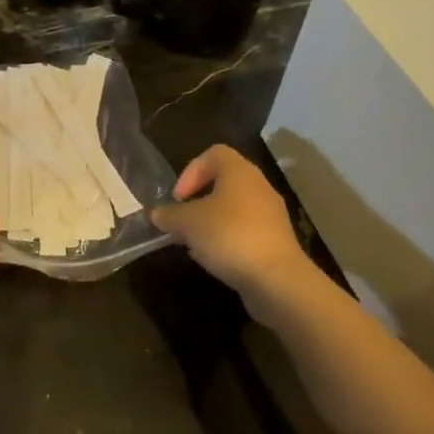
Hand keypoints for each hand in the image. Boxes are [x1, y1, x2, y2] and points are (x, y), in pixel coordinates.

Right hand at [151, 146, 315, 309]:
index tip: (178, 198)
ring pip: (235, 208)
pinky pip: (246, 230)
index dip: (191, 171)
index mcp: (239, 172)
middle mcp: (259, 187)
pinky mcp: (277, 241)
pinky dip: (228, 239)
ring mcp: (271, 215)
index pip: (213, 154)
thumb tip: (156, 214)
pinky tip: (215, 259)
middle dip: (199, 200)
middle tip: (183, 219)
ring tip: (195, 242)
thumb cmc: (229, 236)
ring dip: (212, 222)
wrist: (277, 279)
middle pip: (224, 182)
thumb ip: (169, 215)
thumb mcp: (187, 223)